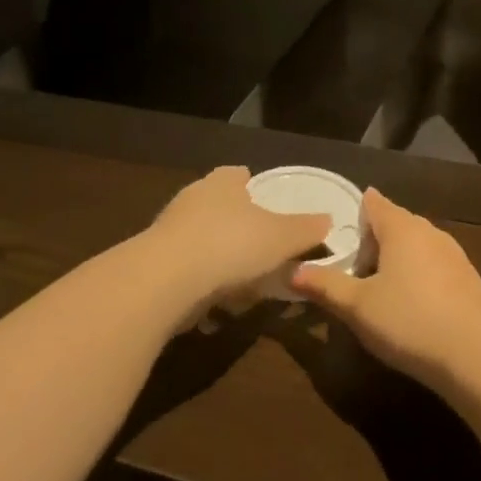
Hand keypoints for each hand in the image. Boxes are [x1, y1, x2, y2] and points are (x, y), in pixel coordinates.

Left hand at [148, 166, 330, 306]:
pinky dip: (200, 283)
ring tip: (242, 283)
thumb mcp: (283, 237)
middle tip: (260, 246)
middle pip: (218, 206)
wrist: (164, 281)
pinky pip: (185, 270)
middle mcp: (192, 199)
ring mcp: (168, 231)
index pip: (237, 174)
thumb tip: (328, 220)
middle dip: (236, 224)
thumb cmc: (231, 245)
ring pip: (200, 239)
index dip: (251, 185)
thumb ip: (307, 229)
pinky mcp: (152, 264)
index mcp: (223, 183)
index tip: (264, 201)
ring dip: (217, 257)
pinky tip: (215, 306)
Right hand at [288, 189, 480, 387]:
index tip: (339, 232)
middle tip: (353, 272)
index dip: (356, 212)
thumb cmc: (408, 320)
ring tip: (380, 291)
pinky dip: (419, 275)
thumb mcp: (357, 307)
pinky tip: (413, 306)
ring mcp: (454, 253)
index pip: (375, 204)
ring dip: (397, 260)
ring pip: (417, 245)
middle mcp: (430, 231)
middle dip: (374, 242)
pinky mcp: (469, 277)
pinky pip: (435, 265)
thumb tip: (293, 271)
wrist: (474, 352)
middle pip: (396, 224)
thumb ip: (325, 285)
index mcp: (401, 228)